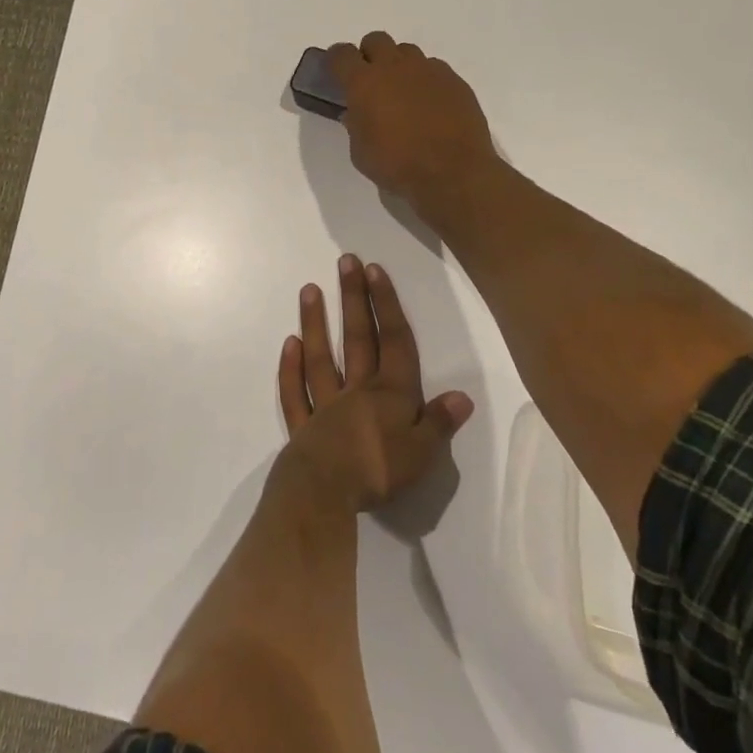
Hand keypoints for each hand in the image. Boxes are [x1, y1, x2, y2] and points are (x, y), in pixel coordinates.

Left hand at [276, 253, 473, 512]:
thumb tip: (463, 396)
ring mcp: (326, 405)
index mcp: (391, 394)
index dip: (387, 305)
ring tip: (309, 289)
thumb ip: (440, 422)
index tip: (375, 270)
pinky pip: (295, 393)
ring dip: (315, 322)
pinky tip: (289, 344)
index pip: (394, 341)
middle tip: (345, 261)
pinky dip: (291, 369)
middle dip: (354, 299)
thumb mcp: (423, 452)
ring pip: (321, 357)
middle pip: (357, 338)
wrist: (325, 491)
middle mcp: (358, 391)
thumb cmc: (379, 470)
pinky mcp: (303, 427)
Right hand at [326, 33, 497, 214]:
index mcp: (364, 82)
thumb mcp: (361, 153)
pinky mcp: (454, 80)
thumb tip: (356, 113)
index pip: (341, 54)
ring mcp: (428, 70)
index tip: (336, 72)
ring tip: (403, 93)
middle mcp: (395, 67)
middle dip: (369, 55)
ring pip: (407, 51)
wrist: (454, 173)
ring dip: (399, 65)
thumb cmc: (398, 165)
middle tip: (371, 81)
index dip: (336, 61)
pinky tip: (430, 104)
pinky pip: (433, 68)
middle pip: (376, 40)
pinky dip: (425, 80)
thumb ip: (355, 126)